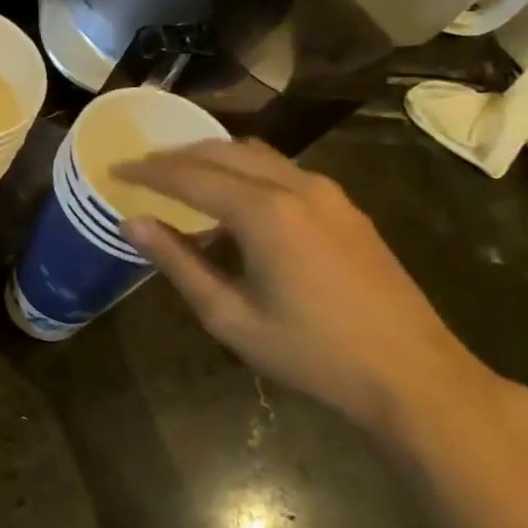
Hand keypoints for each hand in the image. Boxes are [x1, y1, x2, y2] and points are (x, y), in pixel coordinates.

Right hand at [117, 139, 519, 442]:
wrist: (414, 376)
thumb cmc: (312, 352)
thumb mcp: (229, 315)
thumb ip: (177, 262)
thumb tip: (131, 222)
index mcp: (264, 212)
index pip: (189, 176)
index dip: (147, 171)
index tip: (114, 168)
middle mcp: (296, 187)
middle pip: (223, 152)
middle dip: (177, 156)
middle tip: (141, 167)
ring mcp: (328, 195)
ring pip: (256, 156)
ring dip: (212, 158)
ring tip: (180, 177)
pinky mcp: (346, 210)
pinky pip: (282, 172)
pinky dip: (245, 172)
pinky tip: (232, 201)